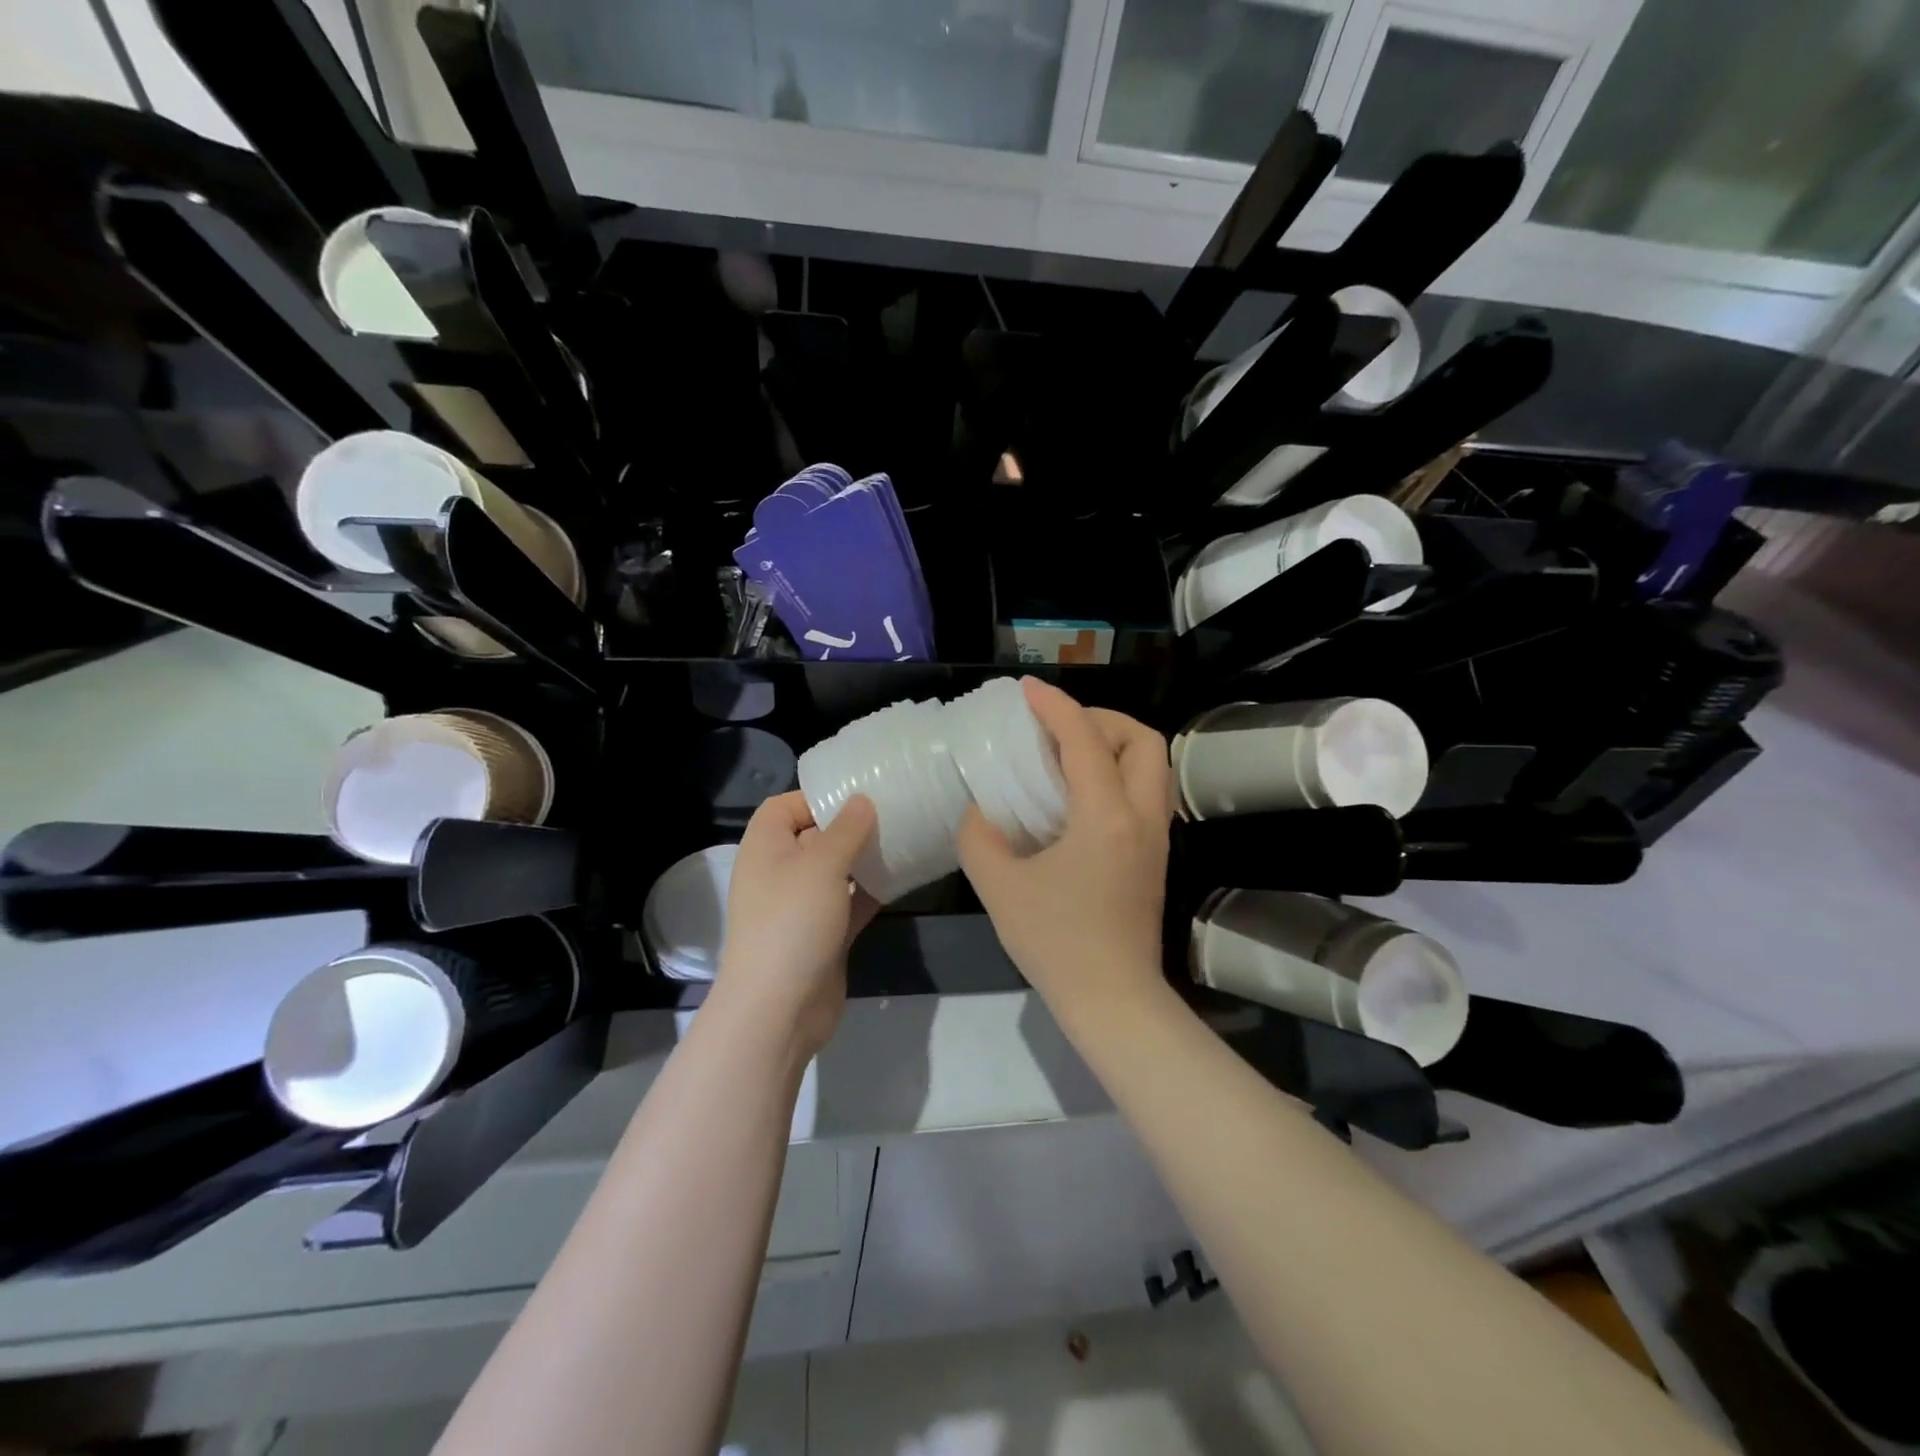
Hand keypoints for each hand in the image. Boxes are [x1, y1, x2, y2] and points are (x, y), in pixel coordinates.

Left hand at [714, 791, 879, 1058]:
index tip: (859, 795)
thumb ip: (846, 829)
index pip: (785, 806)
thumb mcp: (822, 865)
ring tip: (904, 840)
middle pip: (814, 836)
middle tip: (893, 813)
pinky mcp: (822, 935)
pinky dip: (870, 891)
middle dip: (850, 826)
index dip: (817, 797)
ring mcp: (801, 906)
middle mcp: (780, 872)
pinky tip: (902, 879)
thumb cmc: (793, 922)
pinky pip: (849, 902)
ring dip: (864, 859)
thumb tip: (862, 800)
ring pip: (836, 871)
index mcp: (766, 848)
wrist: (779, 1010)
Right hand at [958, 679, 1171, 1021]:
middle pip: (1143, 739)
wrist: (1112, 999)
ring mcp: (1155, 838)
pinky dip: (1118, 774)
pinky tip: (1079, 797)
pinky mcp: (1155, 857)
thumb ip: (980, 835)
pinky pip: (1145, 792)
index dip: (1055, 706)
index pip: (1085, 739)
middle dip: (1101, 720)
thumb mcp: (999, 886)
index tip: (1027, 691)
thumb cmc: (1055, 942)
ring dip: (1115, 746)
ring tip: (1068, 757)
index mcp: (1105, 815)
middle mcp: (1141, 816)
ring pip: (1152, 765)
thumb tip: (981, 809)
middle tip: (1058, 730)